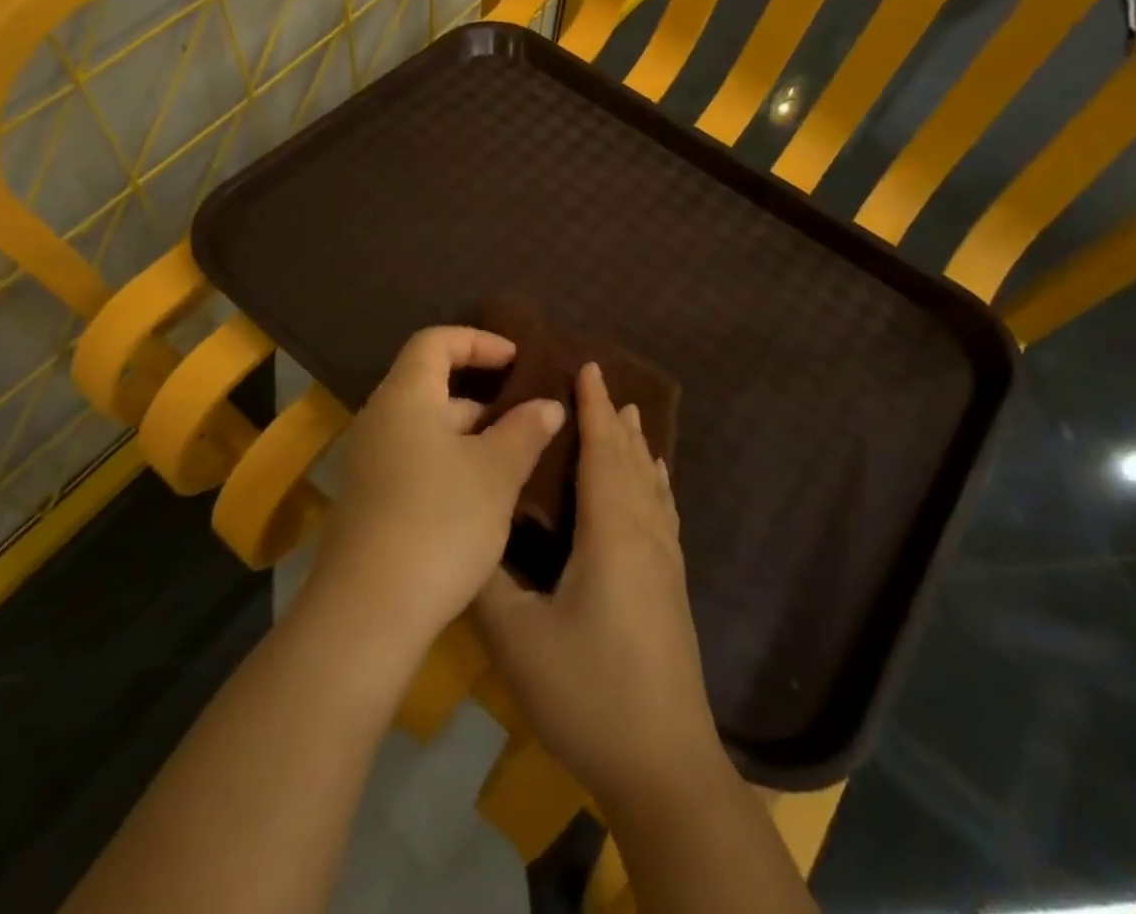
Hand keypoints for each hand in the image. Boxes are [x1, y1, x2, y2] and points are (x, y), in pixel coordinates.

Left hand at [309, 327, 565, 653]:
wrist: (369, 610)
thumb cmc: (440, 522)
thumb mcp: (495, 474)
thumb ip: (524, 431)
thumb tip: (548, 405)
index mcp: (405, 396)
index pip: (435, 341)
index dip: (478, 340)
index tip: (518, 359)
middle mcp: (380, 418)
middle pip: (430, 383)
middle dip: (481, 394)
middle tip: (526, 414)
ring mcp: (370, 459)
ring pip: (425, 426)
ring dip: (469, 433)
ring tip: (515, 457)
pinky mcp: (369, 497)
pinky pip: (414, 457)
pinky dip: (450, 460)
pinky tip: (482, 494)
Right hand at [474, 363, 728, 811]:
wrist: (665, 768)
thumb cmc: (588, 692)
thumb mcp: (517, 637)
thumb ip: (485, 576)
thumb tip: (463, 528)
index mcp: (611, 533)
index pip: (602, 452)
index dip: (594, 408)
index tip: (586, 366)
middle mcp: (645, 535)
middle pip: (631, 460)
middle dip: (615, 418)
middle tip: (599, 380)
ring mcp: (665, 563)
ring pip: (652, 485)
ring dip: (638, 446)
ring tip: (630, 416)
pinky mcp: (672, 588)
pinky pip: (663, 511)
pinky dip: (655, 482)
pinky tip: (654, 483)